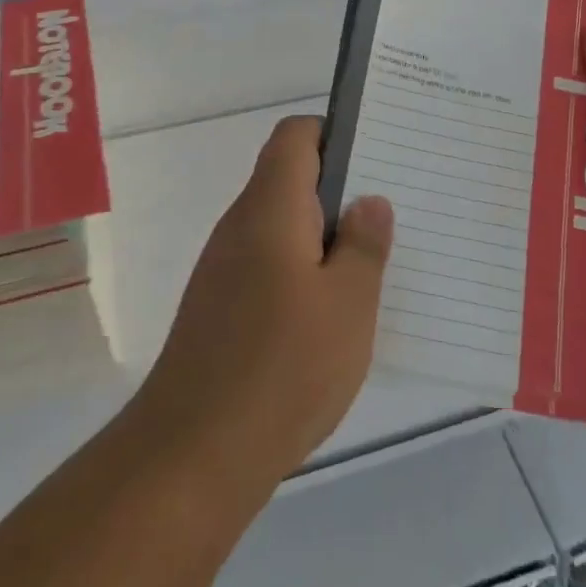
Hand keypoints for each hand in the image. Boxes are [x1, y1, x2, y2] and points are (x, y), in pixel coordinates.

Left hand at [134, 116, 393, 488]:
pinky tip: (334, 312)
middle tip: (391, 212)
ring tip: (375, 261)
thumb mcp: (348, 304)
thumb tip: (369, 201)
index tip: (376, 158)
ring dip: (324, 235)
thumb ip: (363, 245)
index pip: (295, 136)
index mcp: (271, 206)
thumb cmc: (283, 367)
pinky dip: (303, 271)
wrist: (193, 453)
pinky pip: (270, 265)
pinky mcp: (222, 306)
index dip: (333, 133)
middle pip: (289, 178)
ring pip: (282, 226)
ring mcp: (226, 267)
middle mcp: (242, 224)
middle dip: (340, 189)